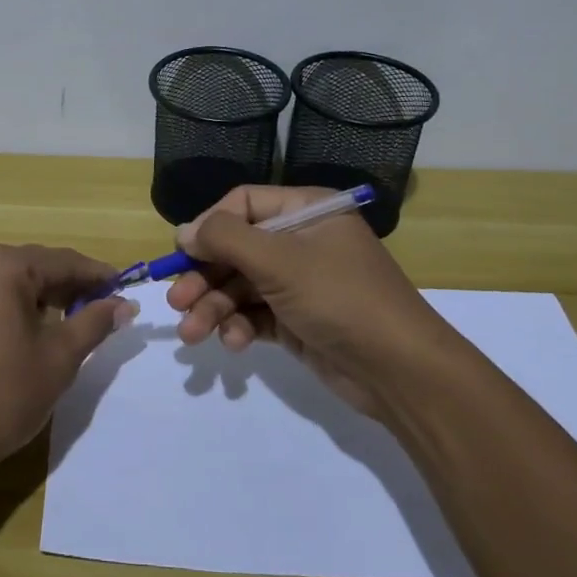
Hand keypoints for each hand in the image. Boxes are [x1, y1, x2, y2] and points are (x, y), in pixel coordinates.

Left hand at [0, 245, 132, 486]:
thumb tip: (124, 304)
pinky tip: (28, 331)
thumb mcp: (58, 358)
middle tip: (102, 308)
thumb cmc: (1, 396)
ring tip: (71, 321)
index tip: (125, 288)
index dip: (97, 275)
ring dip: (40, 297)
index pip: (62, 261)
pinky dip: (11, 307)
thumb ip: (94, 323)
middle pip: (33, 266)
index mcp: (2, 265)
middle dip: (68, 286)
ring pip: (7, 282)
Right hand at [166, 185, 436, 415]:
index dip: (209, 225)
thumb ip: (226, 238)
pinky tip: (233, 343)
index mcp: (305, 211)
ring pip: (240, 286)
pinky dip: (238, 326)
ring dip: (213, 308)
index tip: (183, 253)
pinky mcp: (296, 319)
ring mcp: (299, 282)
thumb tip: (184, 231)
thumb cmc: (340, 297)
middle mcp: (300, 241)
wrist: (400, 371)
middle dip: (204, 277)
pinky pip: (254, 314)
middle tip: (176, 303)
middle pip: (236, 249)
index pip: (243, 204)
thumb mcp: (280, 260)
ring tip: (192, 334)